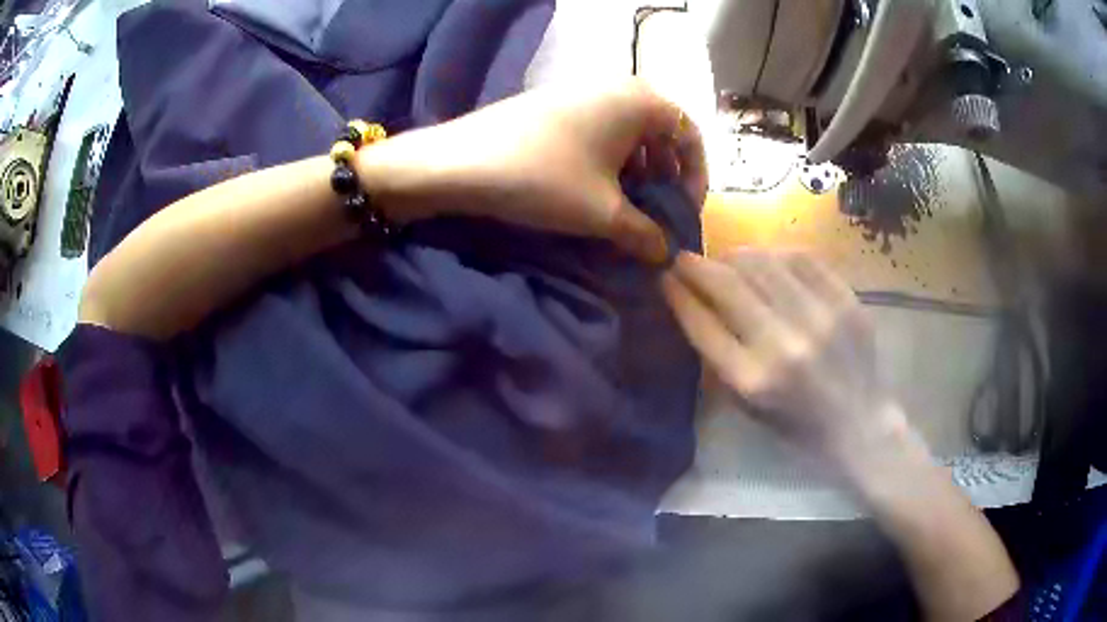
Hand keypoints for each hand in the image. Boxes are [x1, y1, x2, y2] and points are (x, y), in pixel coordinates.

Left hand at [356, 78, 705, 263]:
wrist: (459, 162)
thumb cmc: (544, 179)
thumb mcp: (603, 213)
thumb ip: (646, 235)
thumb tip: (666, 255)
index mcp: (640, 101)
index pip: (690, 134)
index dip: (696, 176)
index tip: (684, 212)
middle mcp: (616, 87)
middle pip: (661, 132)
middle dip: (666, 176)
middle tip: (657, 214)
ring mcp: (581, 93)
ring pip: (628, 133)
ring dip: (637, 172)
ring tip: (626, 208)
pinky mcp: (554, 106)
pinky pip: (599, 131)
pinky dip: (608, 161)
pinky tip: (594, 191)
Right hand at [662, 250, 909, 467]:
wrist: (860, 424)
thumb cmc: (797, 424)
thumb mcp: (748, 404)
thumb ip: (720, 357)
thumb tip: (694, 302)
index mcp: (753, 381)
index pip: (703, 324)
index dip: (679, 295)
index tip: (666, 278)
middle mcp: (784, 346)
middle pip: (729, 286)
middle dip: (698, 265)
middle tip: (687, 258)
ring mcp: (819, 319)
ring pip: (764, 263)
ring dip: (736, 255)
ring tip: (728, 258)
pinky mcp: (847, 302)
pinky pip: (803, 259)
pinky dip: (777, 254)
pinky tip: (769, 260)